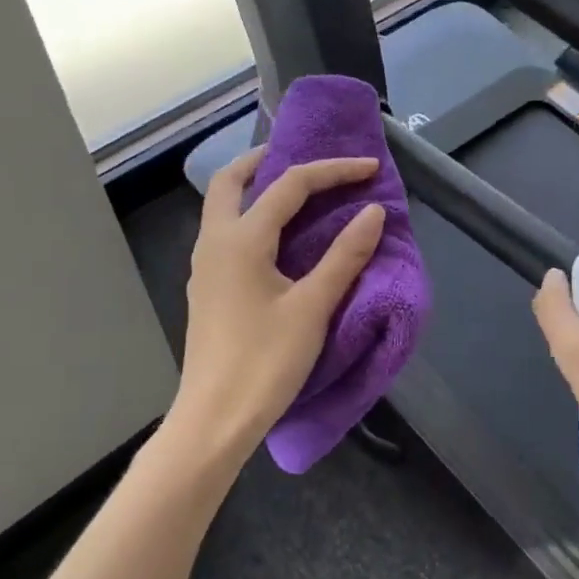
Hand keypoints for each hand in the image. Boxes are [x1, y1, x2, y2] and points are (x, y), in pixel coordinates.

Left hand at [168, 147, 386, 465]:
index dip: (333, 170)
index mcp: (241, 239)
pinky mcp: (208, 288)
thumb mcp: (313, 307)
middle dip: (267, 159)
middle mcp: (215, 242)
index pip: (290, 185)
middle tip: (308, 160)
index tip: (371, 168)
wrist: (215, 419)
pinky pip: (226, 232)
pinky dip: (252, 216)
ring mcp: (205, 266)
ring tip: (297, 192)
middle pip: (232, 180)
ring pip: (223, 206)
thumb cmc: (265, 362)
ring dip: (256, 187)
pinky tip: (279, 237)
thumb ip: (344, 256)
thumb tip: (373, 212)